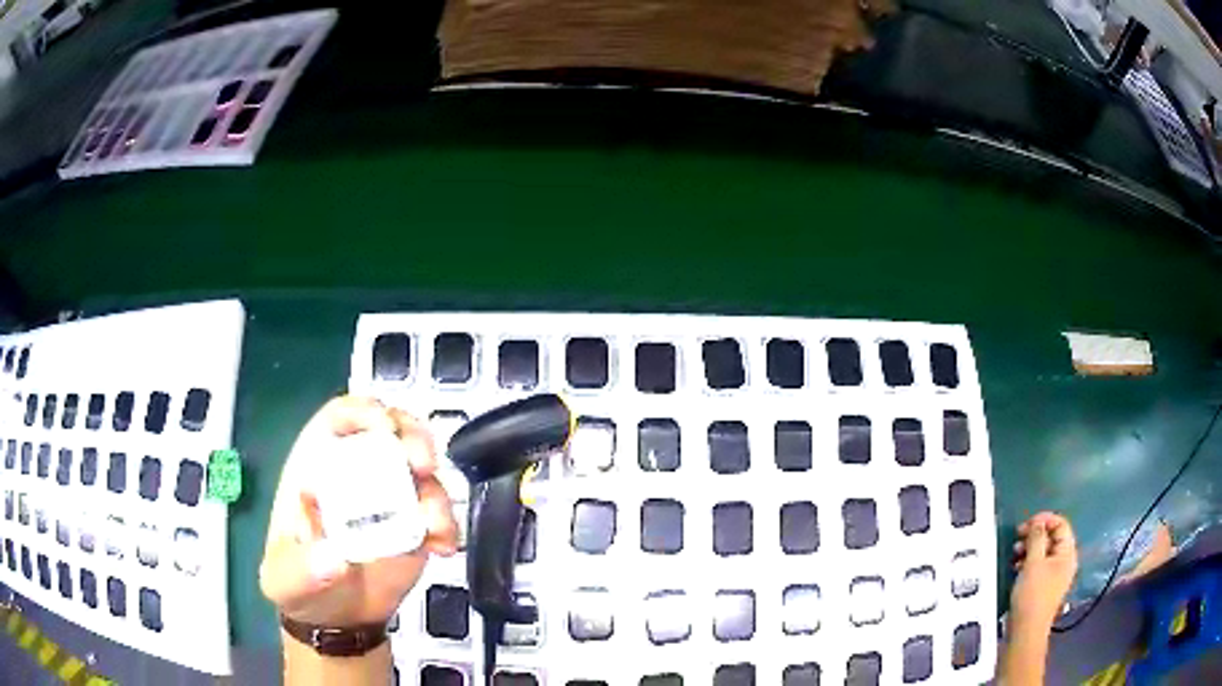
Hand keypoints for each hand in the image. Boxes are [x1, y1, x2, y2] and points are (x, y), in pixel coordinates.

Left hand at [260, 396, 458, 627]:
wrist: (336, 620)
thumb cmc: (299, 585)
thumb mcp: (285, 578)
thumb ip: (301, 567)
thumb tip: (333, 558)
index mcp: (319, 466)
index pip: (341, 419)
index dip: (364, 410)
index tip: (384, 428)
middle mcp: (358, 473)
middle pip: (392, 432)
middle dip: (412, 438)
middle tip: (422, 464)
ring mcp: (391, 499)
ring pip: (422, 472)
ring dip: (435, 489)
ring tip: (433, 524)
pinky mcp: (416, 529)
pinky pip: (438, 516)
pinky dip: (447, 526)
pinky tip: (441, 548)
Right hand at [1009, 511, 1078, 632]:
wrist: (1026, 630)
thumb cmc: (1032, 595)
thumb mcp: (1033, 563)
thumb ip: (1036, 538)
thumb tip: (1037, 522)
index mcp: (1067, 553)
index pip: (1061, 524)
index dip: (1045, 519)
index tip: (1027, 524)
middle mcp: (1064, 561)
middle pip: (1052, 537)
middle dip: (1035, 534)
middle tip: (1018, 537)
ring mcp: (1055, 574)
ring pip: (1044, 551)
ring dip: (1029, 548)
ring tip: (1014, 554)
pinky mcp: (1044, 585)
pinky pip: (1039, 565)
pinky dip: (1028, 561)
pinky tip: (1016, 567)